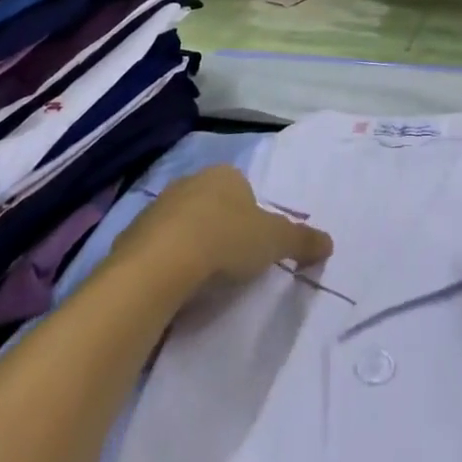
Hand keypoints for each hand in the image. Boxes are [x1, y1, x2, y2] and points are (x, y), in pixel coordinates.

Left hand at [116, 166, 332, 290]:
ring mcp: (157, 207)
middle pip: (212, 205)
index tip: (253, 247)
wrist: (161, 264)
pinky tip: (173, 286)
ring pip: (182, 225)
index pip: (243, 190)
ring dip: (191, 245)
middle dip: (220, 229)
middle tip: (230, 264)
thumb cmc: (226, 241)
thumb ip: (302, 240)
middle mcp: (190, 182)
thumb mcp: (275, 241)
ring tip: (201, 281)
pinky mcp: (131, 236)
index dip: (250, 217)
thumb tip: (329, 242)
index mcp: (225, 175)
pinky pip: (156, 248)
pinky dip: (165, 263)